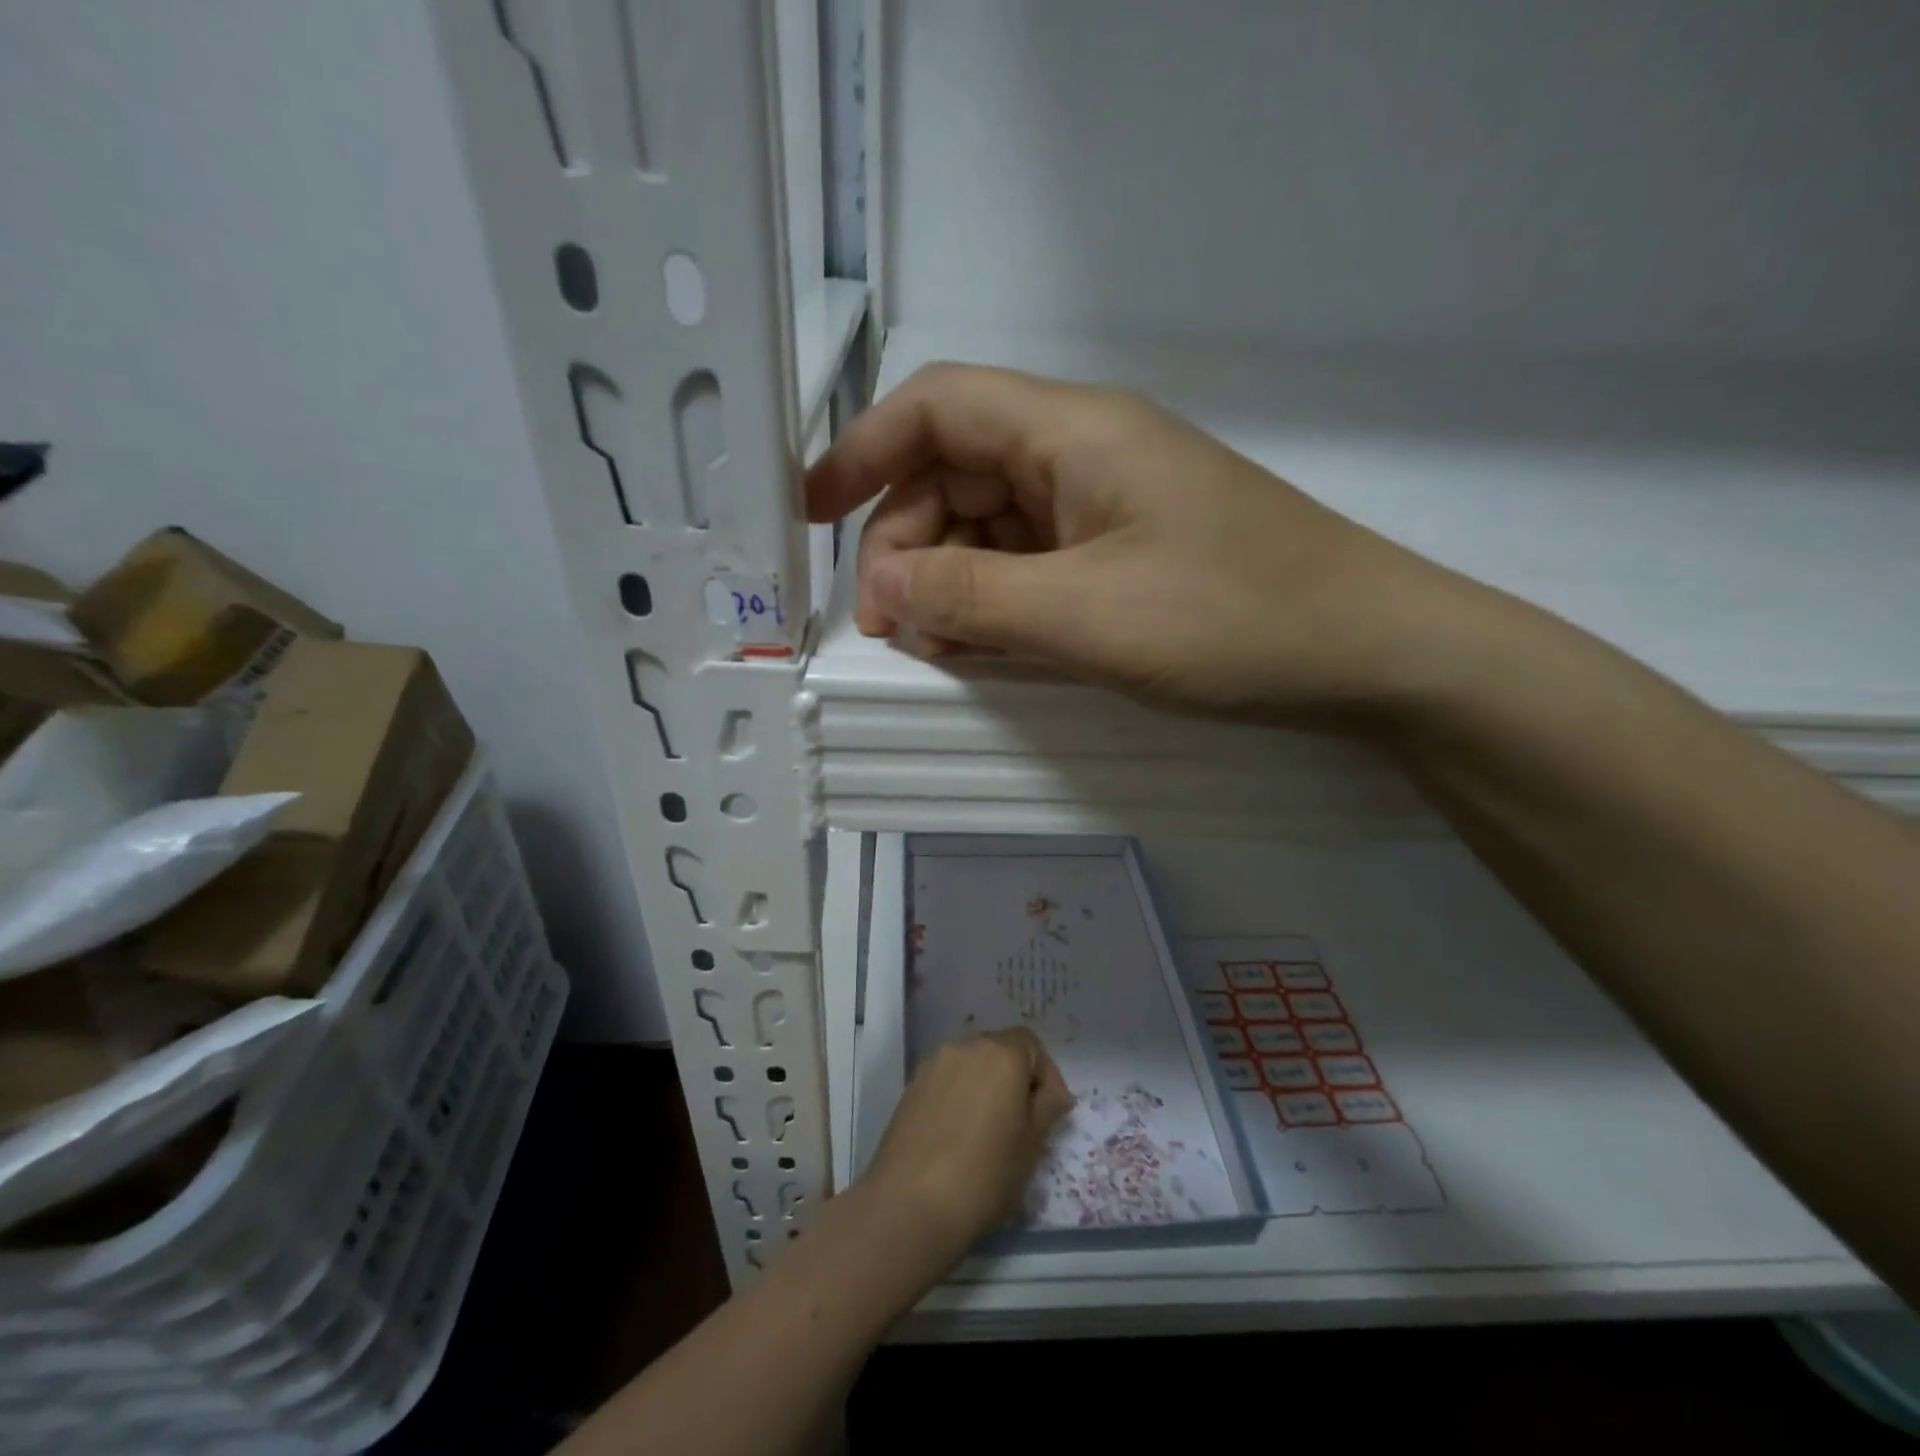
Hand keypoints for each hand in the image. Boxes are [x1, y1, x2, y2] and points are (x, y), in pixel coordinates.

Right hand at [806, 362, 1469, 720]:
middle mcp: (1082, 454)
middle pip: (955, 472)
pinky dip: (995, 599)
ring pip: (991, 524)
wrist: (1366, 654)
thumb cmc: (1232, 621)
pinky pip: (1032, 563)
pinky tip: (984, 646)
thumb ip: (972, 594)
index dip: (860, 452)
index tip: (810, 516)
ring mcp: (1105, 506)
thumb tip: (884, 584)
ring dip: (948, 578)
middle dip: (905, 542)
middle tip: (892, 627)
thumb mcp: (1084, 614)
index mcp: (1071, 433)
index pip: (936, 408)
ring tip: (934, 647)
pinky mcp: (1123, 553)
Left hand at [862, 1027, 1072, 1259]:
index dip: (1047, 1074)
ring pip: (971, 1066)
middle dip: (1016, 1079)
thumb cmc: (985, 1174)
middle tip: (1024, 1122)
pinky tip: (960, 1136)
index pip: (1031, 1044)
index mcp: (1000, 1054)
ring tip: (991, 1131)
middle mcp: (965, 1047)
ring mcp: (933, 1065)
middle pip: (999, 1050)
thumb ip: (1047, 1108)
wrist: (910, 1203)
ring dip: (986, 1087)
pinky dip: (960, 1098)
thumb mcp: (1032, 1146)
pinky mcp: (911, 1087)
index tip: (1052, 1111)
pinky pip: (946, 1082)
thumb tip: (1053, 1093)